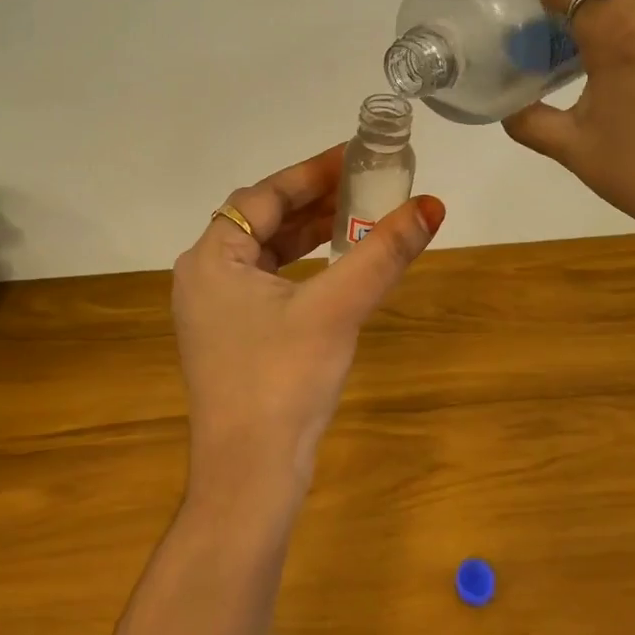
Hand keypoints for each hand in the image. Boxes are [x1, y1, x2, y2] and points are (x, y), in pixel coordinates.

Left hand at [173, 146, 444, 520]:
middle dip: (312, 202)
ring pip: (264, 254)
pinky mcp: (230, 339)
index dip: (310, 173)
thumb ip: (382, 253)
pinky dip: (300, 269)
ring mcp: (214, 312)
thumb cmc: (283, 382)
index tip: (353, 156)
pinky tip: (334, 268)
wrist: (249, 478)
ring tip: (357, 216)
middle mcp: (203, 278)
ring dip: (308, 234)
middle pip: (261, 221)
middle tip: (363, 183)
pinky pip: (267, 284)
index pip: (262, 196)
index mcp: (211, 259)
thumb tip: (431, 206)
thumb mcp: (336, 310)